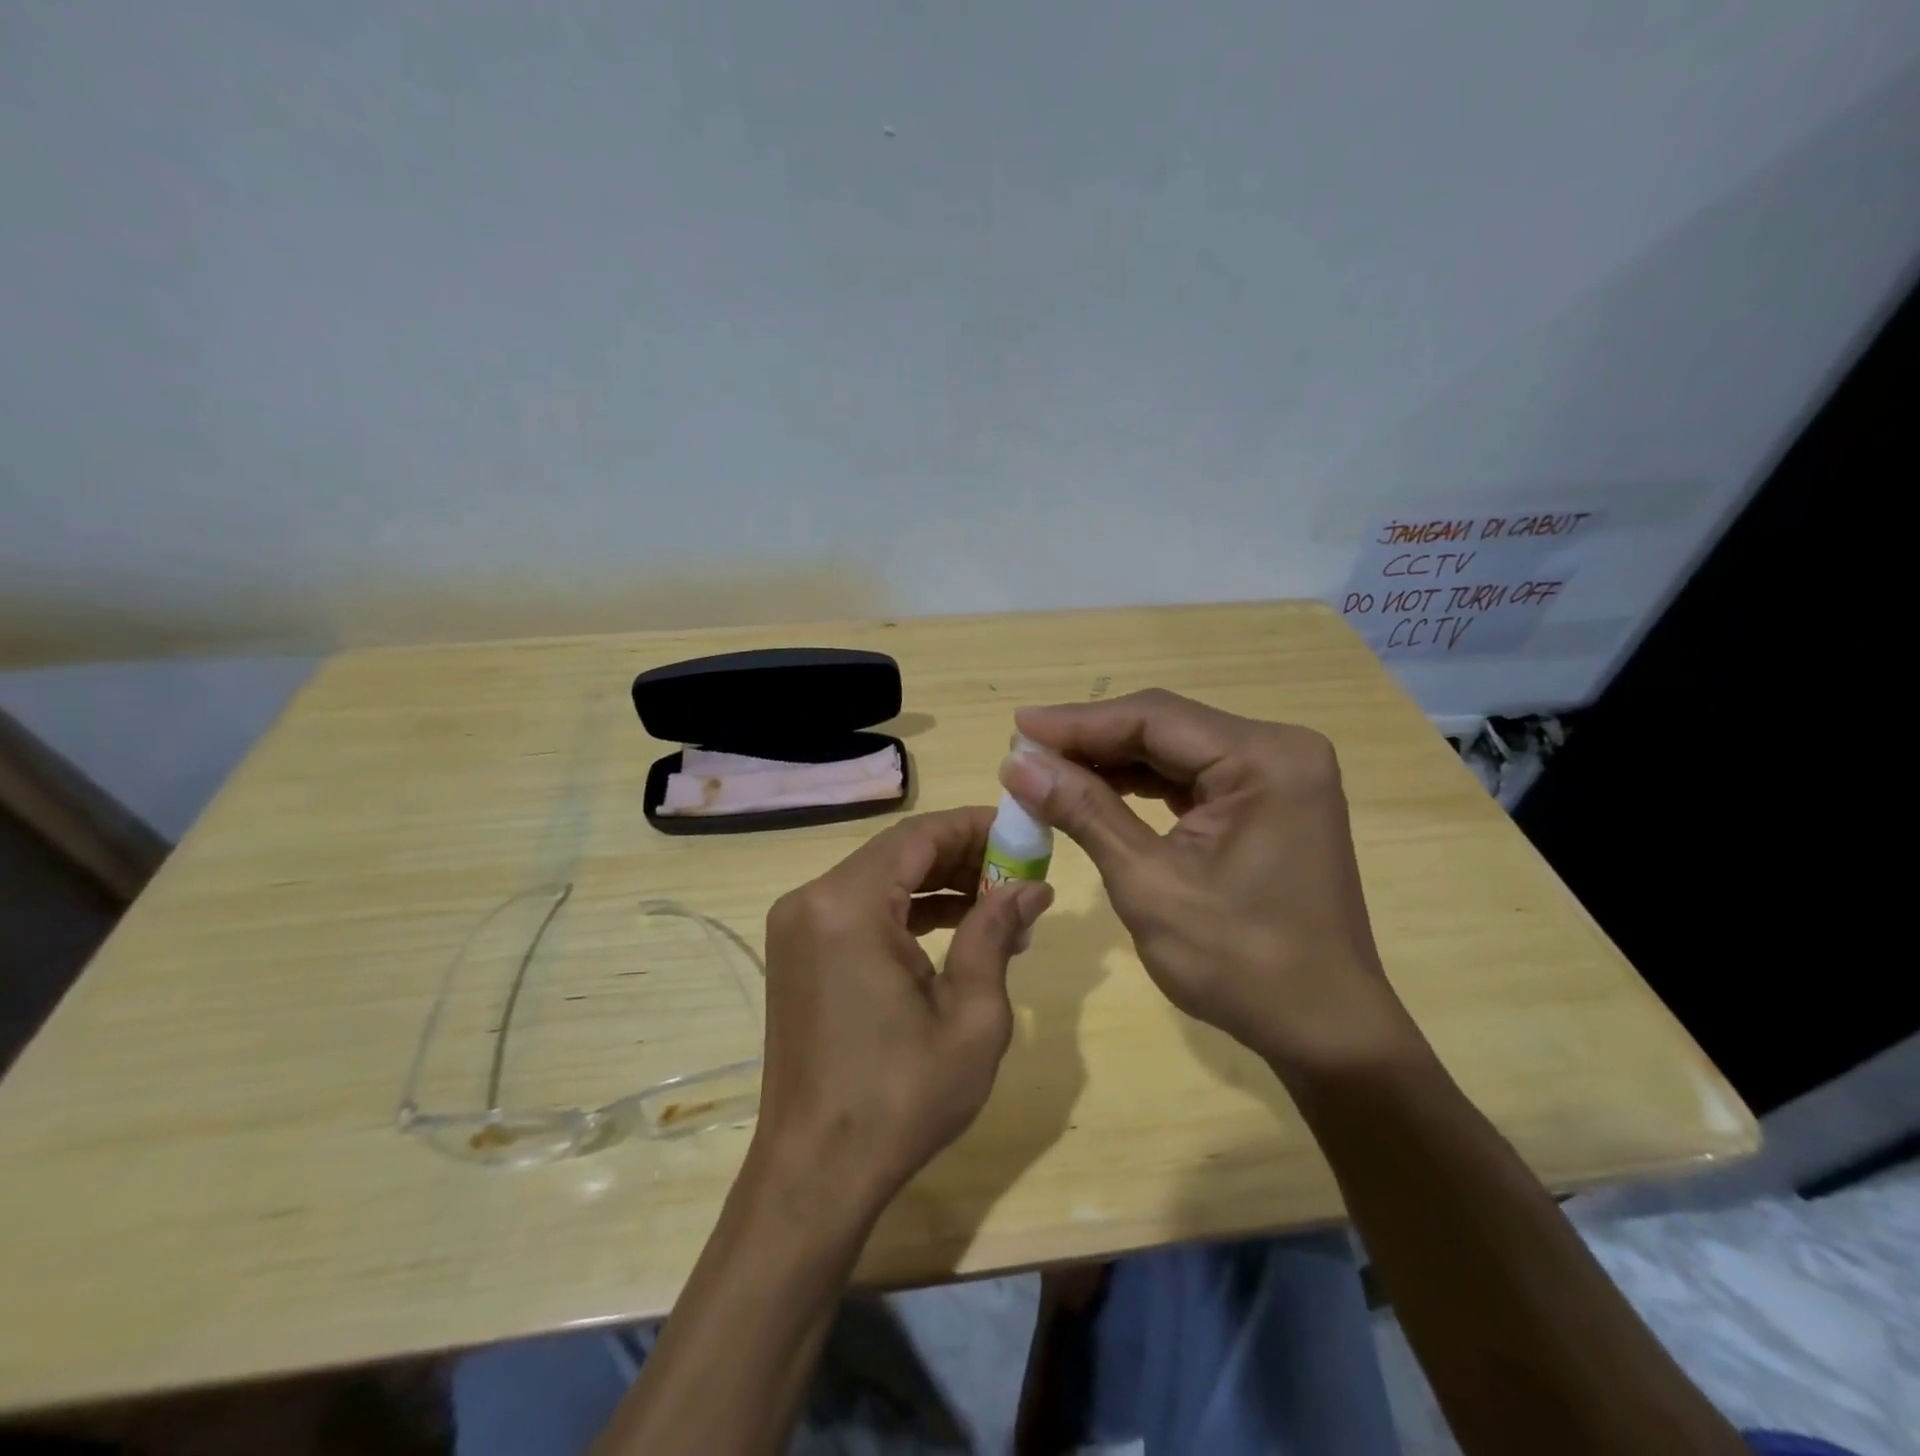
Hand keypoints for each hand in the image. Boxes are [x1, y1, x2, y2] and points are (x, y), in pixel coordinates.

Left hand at [753, 807, 1054, 1217]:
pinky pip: (860, 908)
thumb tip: (1030, 887)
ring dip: (937, 883)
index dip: (975, 827)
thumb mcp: (971, 1017)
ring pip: (880, 878)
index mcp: (848, 906)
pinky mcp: (798, 951)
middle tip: (1018, 874)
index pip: (919, 835)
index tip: (1023, 835)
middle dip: (962, 856)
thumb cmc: (900, 1098)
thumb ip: (995, 934)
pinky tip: (954, 926)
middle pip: (898, 852)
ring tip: (997, 903)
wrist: (816, 1173)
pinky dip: (906, 910)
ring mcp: (798, 926)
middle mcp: (812, 900)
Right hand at [1000, 689, 1419, 1084]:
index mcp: (1264, 759)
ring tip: (1049, 771)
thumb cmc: (1239, 962)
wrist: (1323, 1029)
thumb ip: (1084, 811)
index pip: (1153, 718)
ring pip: (1175, 750)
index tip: (1017, 726)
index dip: (1077, 722)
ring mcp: (1278, 775)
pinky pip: (1193, 776)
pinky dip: (1143, 784)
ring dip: (1113, 761)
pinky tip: (1098, 789)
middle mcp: (1279, 750)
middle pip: (1165, 727)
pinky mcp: (1268, 801)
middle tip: (1024, 753)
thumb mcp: (1148, 882)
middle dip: (1091, 741)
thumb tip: (1016, 764)